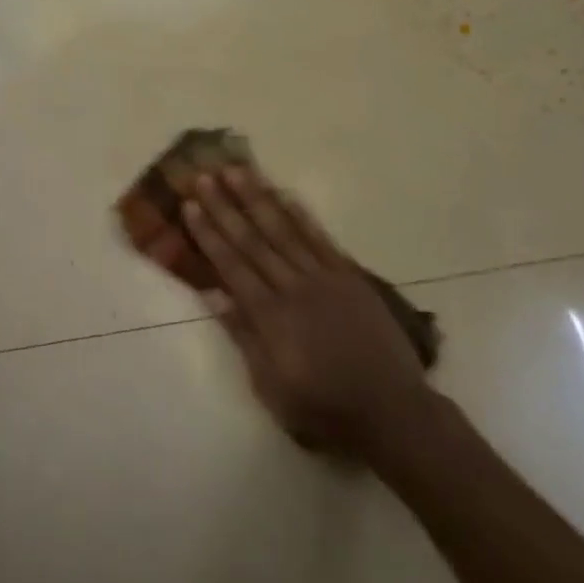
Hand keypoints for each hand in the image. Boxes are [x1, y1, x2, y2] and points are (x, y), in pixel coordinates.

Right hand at [183, 167, 425, 457]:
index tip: (190, 205)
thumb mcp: (272, 387)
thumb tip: (216, 295)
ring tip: (238, 171)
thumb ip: (244, 337)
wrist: (392, 411)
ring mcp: (324, 279)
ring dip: (258, 199)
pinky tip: (286, 195)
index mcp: (270, 316)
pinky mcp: (350, 278)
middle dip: (225, 207)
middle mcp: (293, 288)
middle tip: (204, 176)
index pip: (231, 265)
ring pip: (284, 231)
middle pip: (252, 240)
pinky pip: (321, 240)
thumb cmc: (324, 408)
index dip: (208, 234)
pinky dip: (302, 216)